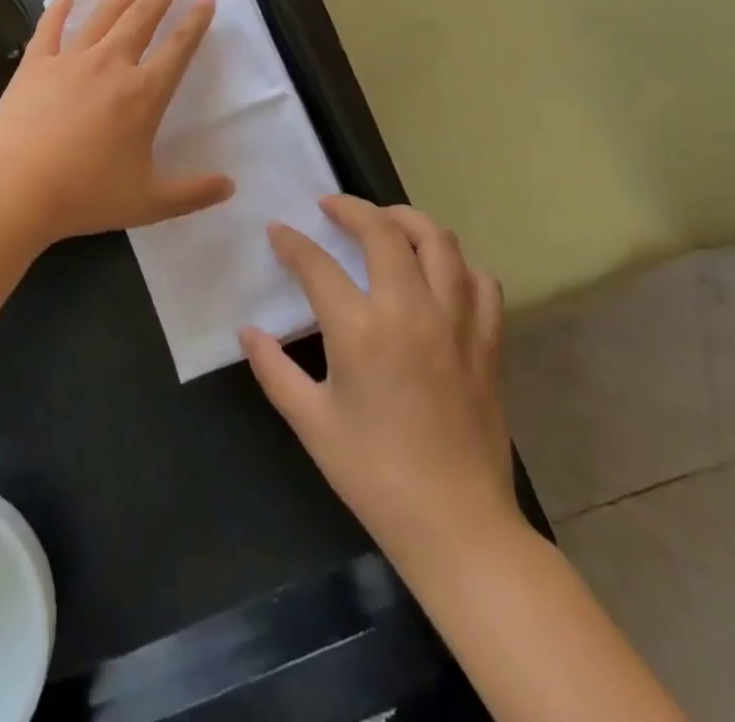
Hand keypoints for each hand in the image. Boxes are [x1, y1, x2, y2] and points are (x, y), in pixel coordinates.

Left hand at [0, 0, 234, 248]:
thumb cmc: (85, 194)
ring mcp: (70, 60)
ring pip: (103, 15)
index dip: (194, 24)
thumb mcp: (148, 202)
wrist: (15, 186)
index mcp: (143, 95)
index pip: (177, 50)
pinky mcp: (35, 65)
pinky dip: (58, 10)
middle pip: (142, 18)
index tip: (206, 0)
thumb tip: (230, 185)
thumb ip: (192, 193)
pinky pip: (50, 29)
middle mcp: (110, 66)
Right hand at [242, 196, 516, 558]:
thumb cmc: (374, 474)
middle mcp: (410, 311)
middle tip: (330, 207)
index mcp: (360, 331)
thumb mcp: (310, 422)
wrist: (457, 526)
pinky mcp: (487, 343)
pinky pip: (480, 283)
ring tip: (385, 222)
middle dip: (351, 208)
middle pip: (384, 231)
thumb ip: (273, 369)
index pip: (317, 264)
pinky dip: (457, 266)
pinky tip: (438, 274)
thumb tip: (247, 331)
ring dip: (408, 220)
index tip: (278, 231)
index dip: (292, 242)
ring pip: (440, 242)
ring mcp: (456, 324)